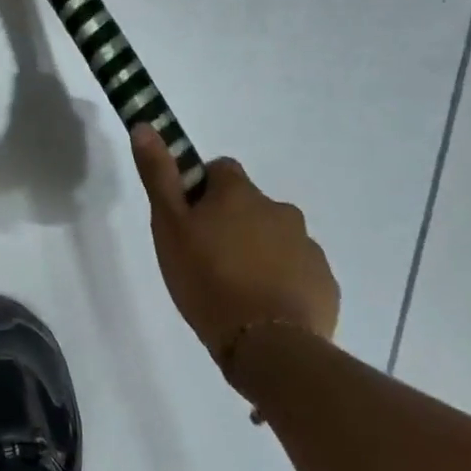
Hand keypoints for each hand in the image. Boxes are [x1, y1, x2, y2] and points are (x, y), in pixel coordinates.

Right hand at [131, 126, 339, 373]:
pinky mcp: (324, 284)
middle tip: (206, 258)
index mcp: (240, 194)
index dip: (202, 189)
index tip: (189, 218)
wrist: (267, 345)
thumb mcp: (169, 225)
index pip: (221, 170)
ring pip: (274, 239)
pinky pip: (297, 272)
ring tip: (234, 289)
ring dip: (257, 252)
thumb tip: (145, 125)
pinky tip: (261, 308)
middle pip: (250, 206)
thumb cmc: (207, 279)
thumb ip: (159, 175)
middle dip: (232, 223)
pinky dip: (280, 282)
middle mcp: (280, 210)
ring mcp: (308, 247)